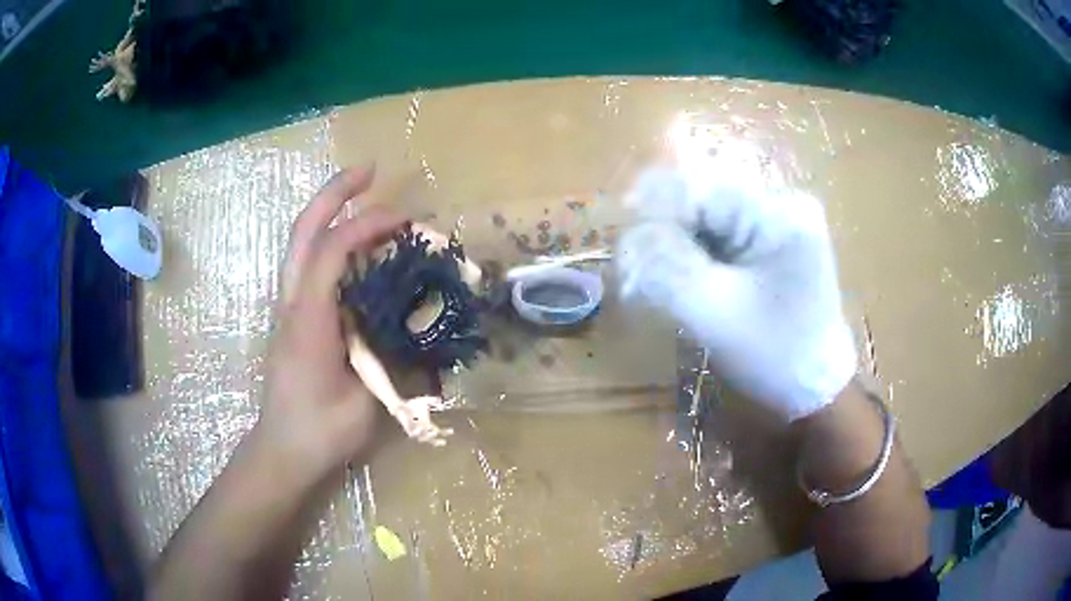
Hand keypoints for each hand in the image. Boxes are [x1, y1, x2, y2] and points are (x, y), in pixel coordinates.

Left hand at [258, 166, 405, 478]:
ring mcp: (288, 307)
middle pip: (303, 231)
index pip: (332, 251)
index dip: (368, 225)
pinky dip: (331, 241)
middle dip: (334, 193)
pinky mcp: (293, 317)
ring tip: (364, 195)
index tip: (406, 221)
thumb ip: (394, 356)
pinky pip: (309, 264)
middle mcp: (292, 303)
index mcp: (308, 320)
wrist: (283, 450)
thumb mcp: (368, 400)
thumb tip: (424, 324)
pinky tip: (358, 247)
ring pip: (301, 243)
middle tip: (370, 171)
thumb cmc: (321, 431)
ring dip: (330, 211)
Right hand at [616, 157, 856, 420]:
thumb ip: (667, 268)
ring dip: (677, 241)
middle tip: (638, 271)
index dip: (652, 208)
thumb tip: (628, 235)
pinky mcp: (773, 235)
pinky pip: (722, 229)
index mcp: (779, 214)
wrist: (817, 386)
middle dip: (665, 229)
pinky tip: (687, 275)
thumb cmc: (774, 357)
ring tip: (659, 278)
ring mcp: (780, 217)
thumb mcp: (714, 314)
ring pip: (708, 212)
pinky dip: (696, 249)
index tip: (621, 244)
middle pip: (704, 195)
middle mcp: (783, 201)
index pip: (700, 188)